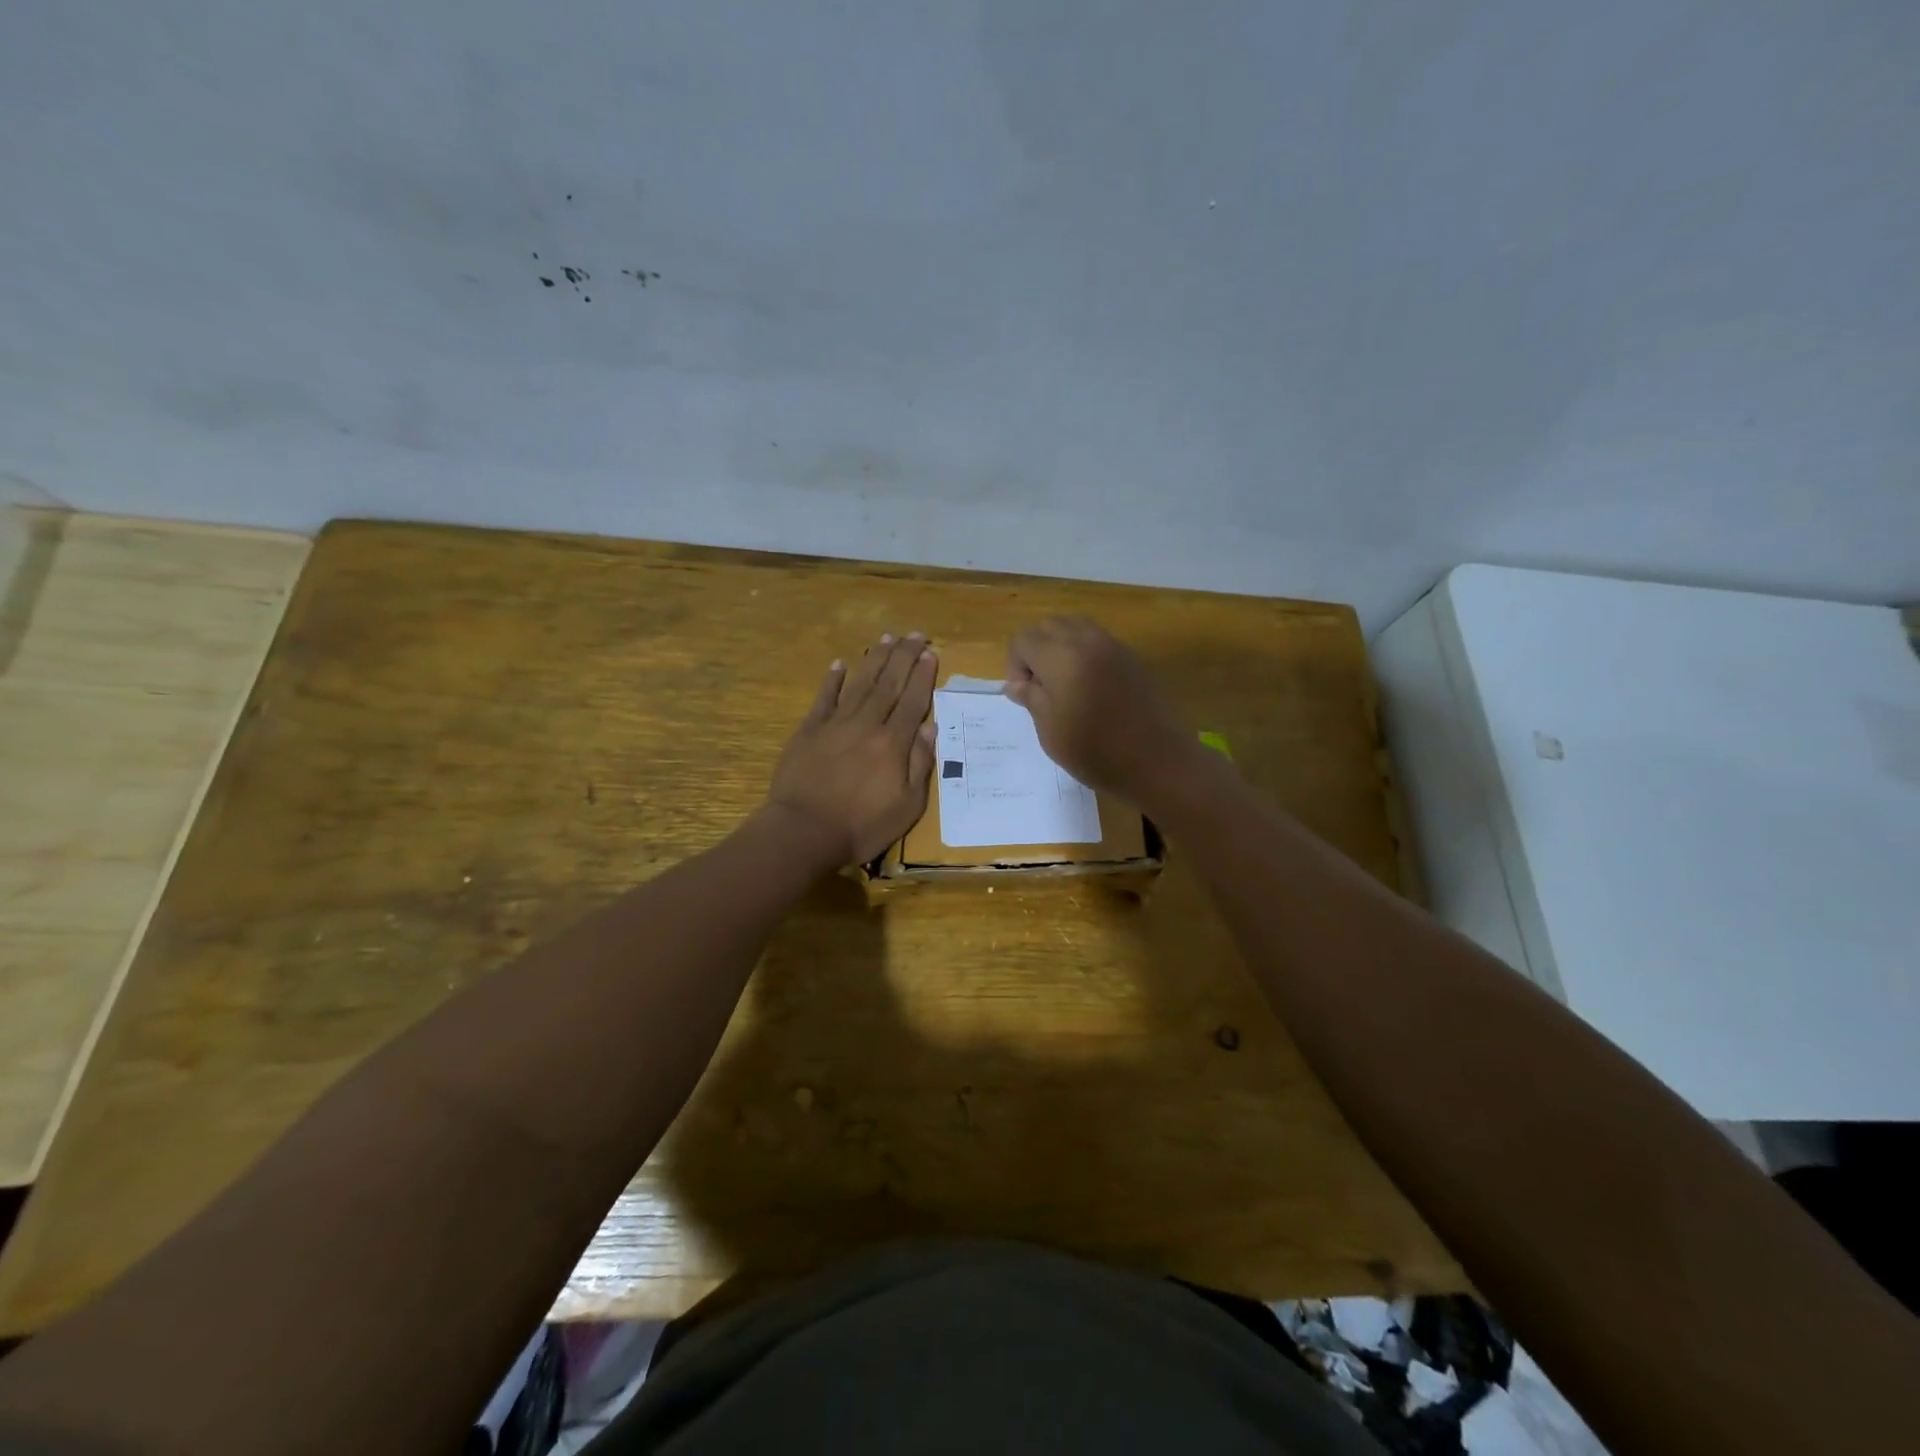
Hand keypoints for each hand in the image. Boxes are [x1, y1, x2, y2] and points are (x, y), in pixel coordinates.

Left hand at [767, 632, 937, 866]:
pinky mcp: (809, 731)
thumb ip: (920, 764)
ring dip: (875, 659)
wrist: (804, 832)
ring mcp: (835, 724)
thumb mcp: (907, 806)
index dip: (923, 676)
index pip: (913, 701)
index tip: (930, 653)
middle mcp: (866, 725)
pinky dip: (833, 679)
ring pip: (860, 683)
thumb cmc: (862, 826)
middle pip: (889, 684)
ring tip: (887, 638)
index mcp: (893, 743)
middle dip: (904, 657)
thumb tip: (931, 728)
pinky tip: (840, 663)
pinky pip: (824, 698)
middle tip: (915, 634)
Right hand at [1005, 616, 1200, 804]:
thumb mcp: (1050, 729)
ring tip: (1064, 685)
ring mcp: (1114, 646)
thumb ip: (1031, 697)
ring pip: (1076, 627)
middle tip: (1041, 687)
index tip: (1024, 695)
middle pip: (1049, 626)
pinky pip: (1099, 641)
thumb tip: (1017, 683)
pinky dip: (1085, 653)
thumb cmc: (1095, 751)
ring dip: (1061, 648)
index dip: (1015, 665)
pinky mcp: (1133, 658)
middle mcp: (1087, 640)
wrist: (1157, 762)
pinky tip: (1090, 688)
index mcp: (1061, 656)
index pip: (1023, 639)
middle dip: (1036, 650)